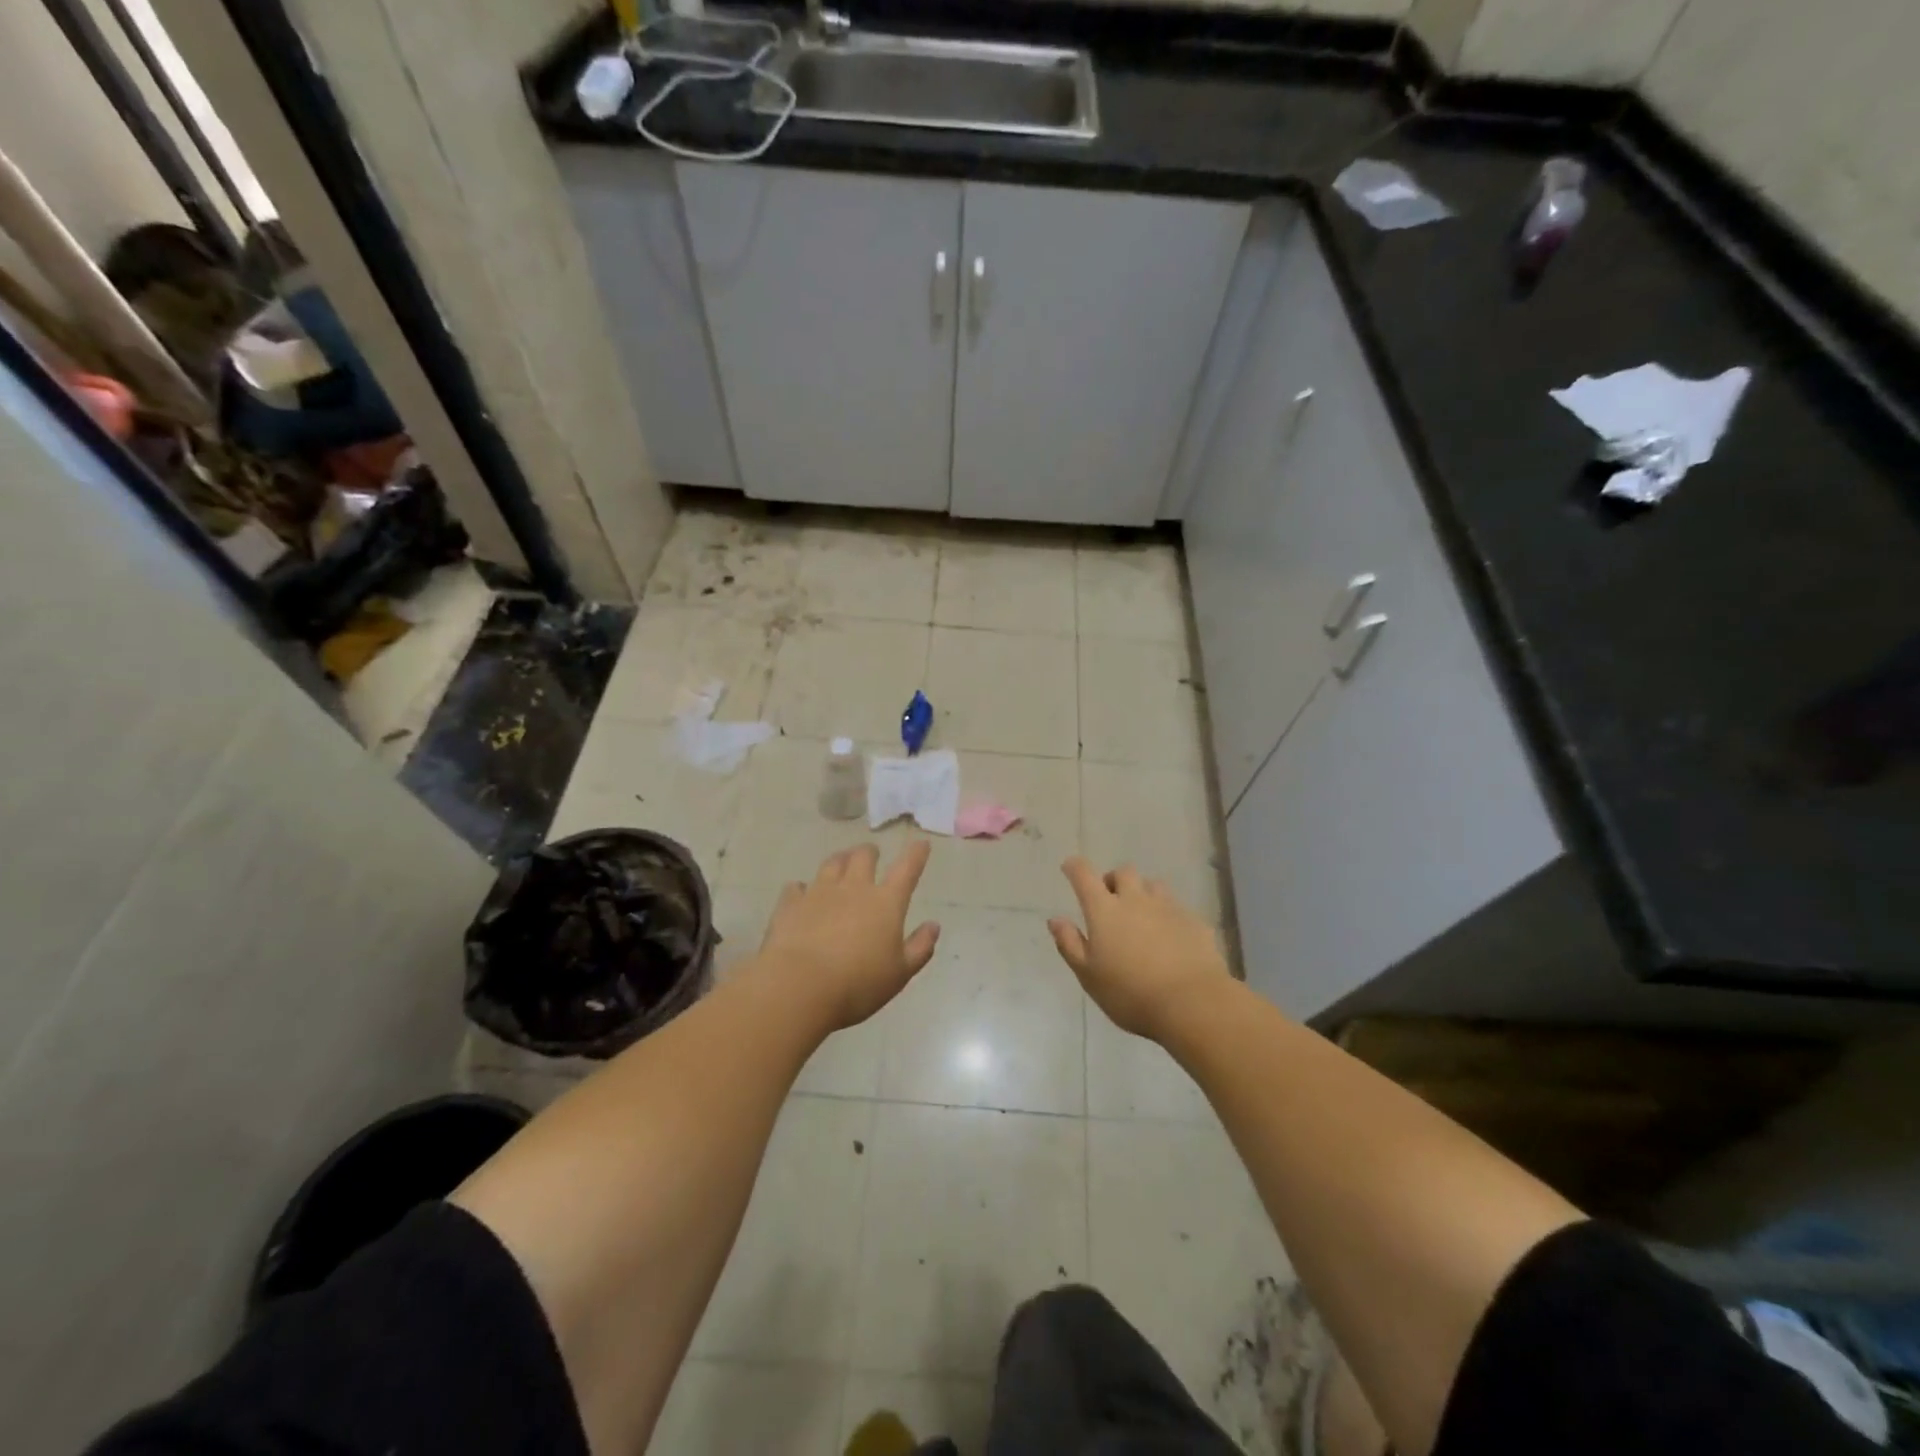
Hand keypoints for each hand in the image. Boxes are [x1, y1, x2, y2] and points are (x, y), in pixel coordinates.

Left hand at [753, 842, 940, 1029]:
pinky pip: (796, 887)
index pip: (907, 869)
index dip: (916, 854)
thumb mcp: (900, 973)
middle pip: (863, 857)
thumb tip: (934, 926)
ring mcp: (819, 893)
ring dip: (840, 860)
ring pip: (831, 864)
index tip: (921, 843)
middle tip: (872, 855)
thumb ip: (920, 947)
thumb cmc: (858, 984)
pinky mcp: (790, 905)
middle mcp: (853, 888)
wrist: (799, 987)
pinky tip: (800, 892)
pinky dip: (801, 888)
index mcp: (885, 902)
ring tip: (841, 863)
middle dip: (870, 852)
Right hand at [1048, 857, 1229, 1039]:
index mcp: (1104, 910)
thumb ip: (1070, 944)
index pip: (1084, 875)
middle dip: (1113, 881)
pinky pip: (1176, 908)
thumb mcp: (1089, 975)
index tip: (1069, 868)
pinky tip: (1169, 938)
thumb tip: (1055, 919)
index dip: (1074, 867)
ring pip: (1152, 886)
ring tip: (1141, 916)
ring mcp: (1168, 908)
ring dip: (1142, 893)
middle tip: (1109, 901)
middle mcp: (1136, 900)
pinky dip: (1167, 915)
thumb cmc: (1130, 993)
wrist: (1192, 1003)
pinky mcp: (1194, 921)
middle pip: (1123, 872)